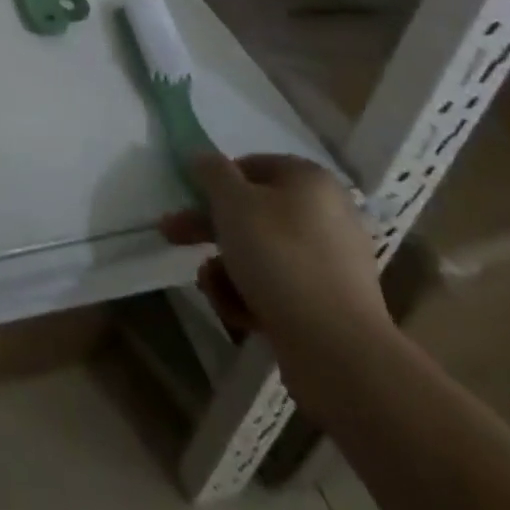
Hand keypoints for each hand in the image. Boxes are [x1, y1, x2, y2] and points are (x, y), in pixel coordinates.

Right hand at [161, 153, 393, 374]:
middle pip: (252, 212)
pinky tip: (239, 315)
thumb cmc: (280, 258)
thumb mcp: (232, 201)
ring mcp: (328, 265)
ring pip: (259, 254)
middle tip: (171, 234)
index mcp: (310, 181)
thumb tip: (203, 158)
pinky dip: (251, 298)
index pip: (252, 165)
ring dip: (225, 268)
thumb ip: (212, 172)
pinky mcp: (326, 307)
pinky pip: (277, 289)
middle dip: (208, 228)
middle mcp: (325, 217)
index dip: (217, 180)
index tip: (190, 197)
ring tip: (212, 287)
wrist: (338, 352)